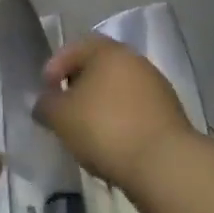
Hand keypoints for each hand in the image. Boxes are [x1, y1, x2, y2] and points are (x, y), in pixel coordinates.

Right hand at [37, 35, 192, 188]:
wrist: (164, 164)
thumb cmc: (104, 128)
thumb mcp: (60, 116)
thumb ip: (45, 104)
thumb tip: (43, 102)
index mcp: (109, 51)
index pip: (76, 47)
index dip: (55, 66)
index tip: (46, 91)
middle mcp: (135, 61)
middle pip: (99, 67)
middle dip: (78, 85)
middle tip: (64, 109)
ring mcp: (156, 87)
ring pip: (118, 89)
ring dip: (100, 105)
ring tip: (87, 131)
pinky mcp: (170, 114)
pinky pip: (135, 110)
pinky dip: (120, 120)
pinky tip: (112, 143)